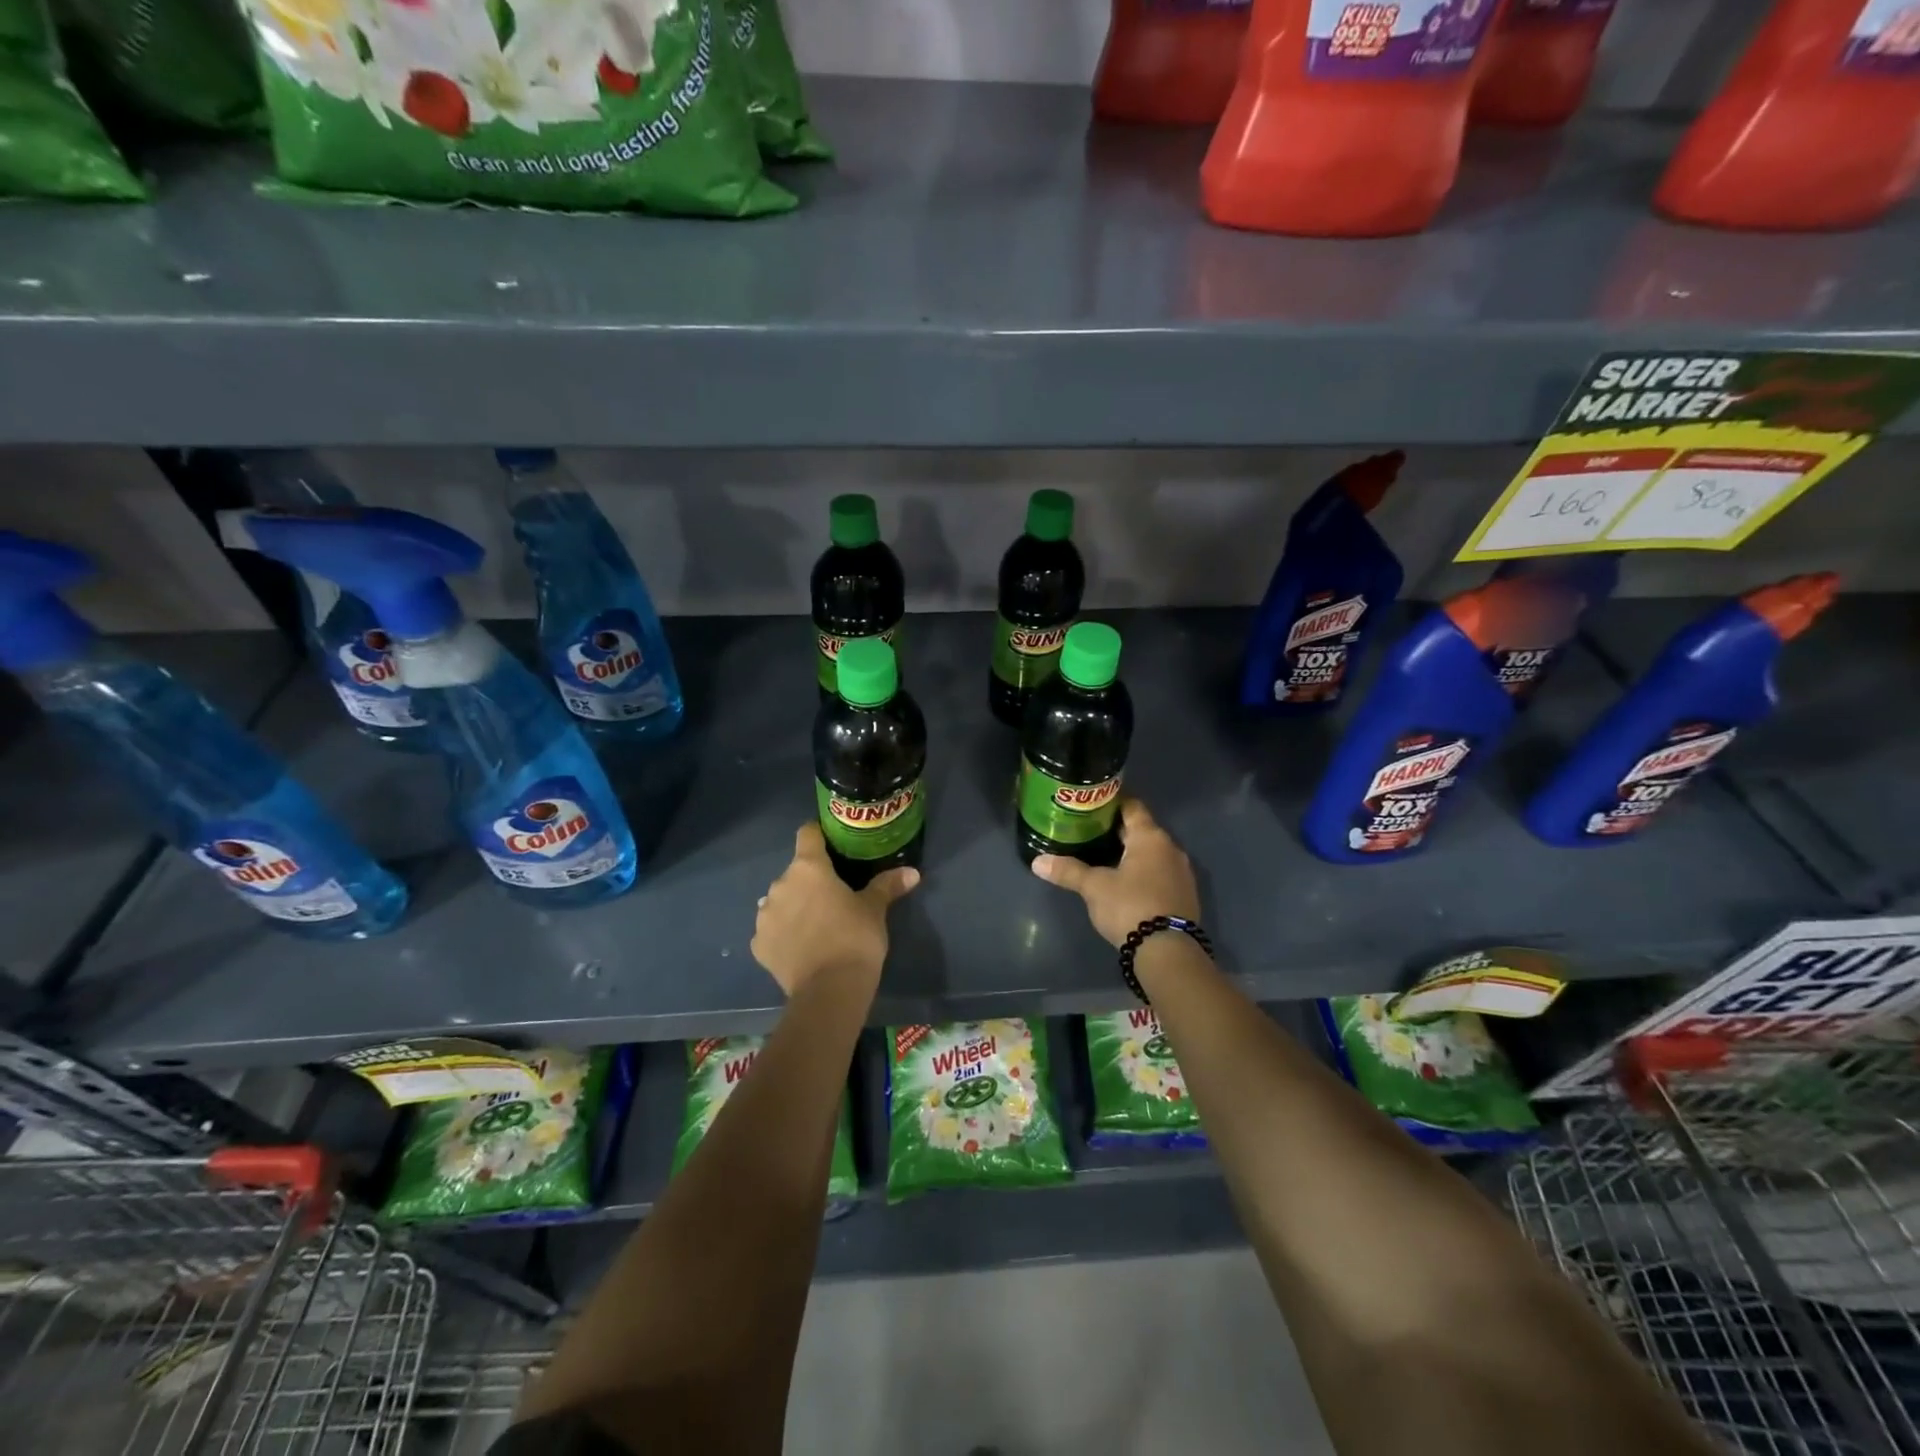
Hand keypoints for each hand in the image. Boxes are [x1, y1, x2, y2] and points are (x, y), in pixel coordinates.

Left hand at [751, 824, 919, 996]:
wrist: (829, 991)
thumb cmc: (855, 938)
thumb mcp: (875, 909)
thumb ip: (888, 885)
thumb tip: (912, 872)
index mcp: (808, 868)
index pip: (807, 834)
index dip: (819, 835)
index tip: (833, 845)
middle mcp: (780, 885)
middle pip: (795, 872)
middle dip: (811, 881)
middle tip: (834, 897)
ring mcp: (764, 916)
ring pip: (780, 901)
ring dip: (795, 906)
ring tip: (817, 926)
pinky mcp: (759, 945)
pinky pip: (772, 930)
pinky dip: (785, 934)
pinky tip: (802, 949)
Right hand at [1030, 799, 1198, 947]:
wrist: (1168, 951)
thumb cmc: (1130, 906)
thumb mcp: (1094, 888)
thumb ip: (1068, 871)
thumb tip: (1037, 862)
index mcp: (1150, 837)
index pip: (1132, 806)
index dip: (1112, 802)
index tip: (1092, 804)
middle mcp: (1171, 848)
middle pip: (1142, 830)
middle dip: (1118, 830)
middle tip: (1090, 831)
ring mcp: (1182, 873)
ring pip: (1152, 853)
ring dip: (1132, 853)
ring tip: (1104, 857)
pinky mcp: (1185, 895)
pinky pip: (1161, 873)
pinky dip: (1143, 872)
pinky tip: (1126, 883)